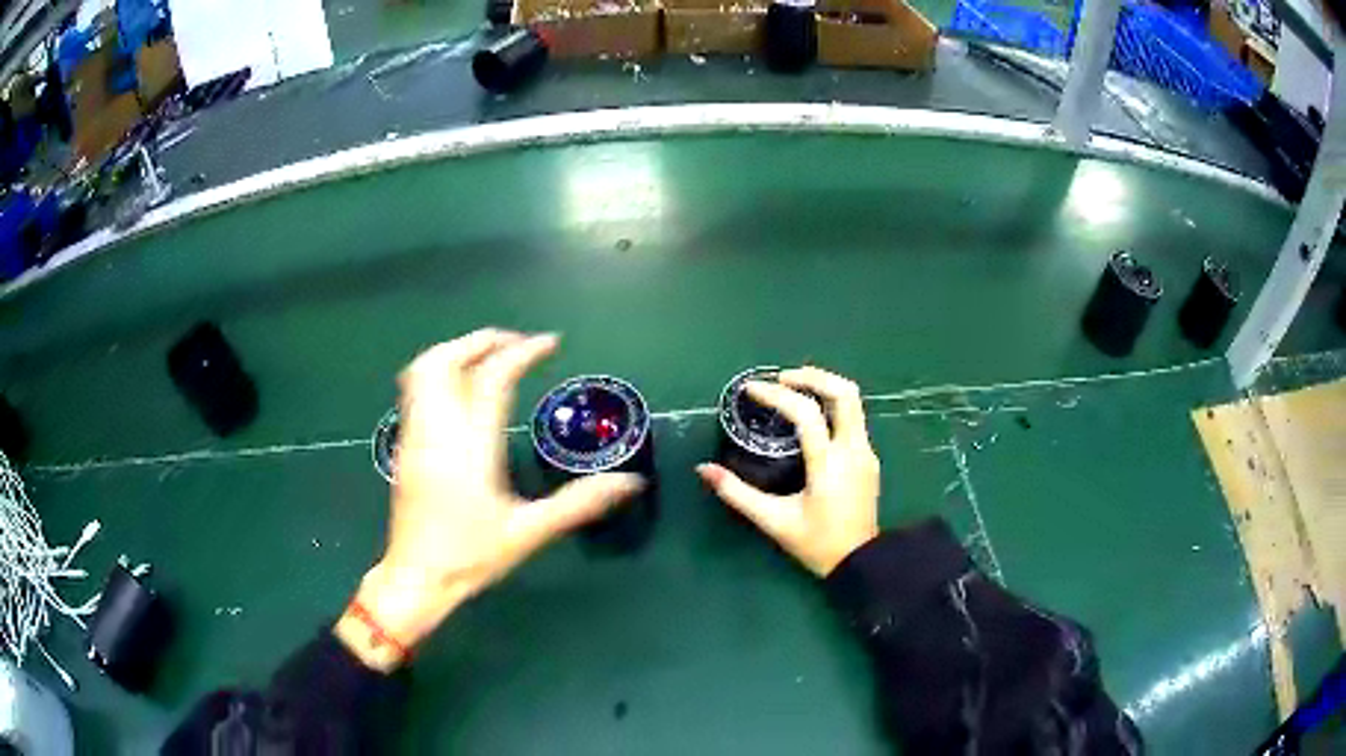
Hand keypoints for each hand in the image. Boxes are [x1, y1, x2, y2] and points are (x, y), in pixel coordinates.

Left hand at [336, 329, 644, 669]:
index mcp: (471, 448)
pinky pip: (415, 389)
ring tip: (488, 357)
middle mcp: (437, 431)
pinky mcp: (404, 445)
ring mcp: (415, 435)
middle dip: (480, 340)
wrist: (416, 577)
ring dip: (456, 351)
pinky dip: (438, 370)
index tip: (550, 343)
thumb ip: (580, 503)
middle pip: (445, 360)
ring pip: (422, 370)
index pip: (492, 379)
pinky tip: (459, 388)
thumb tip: (630, 482)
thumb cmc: (472, 556)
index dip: (522, 352)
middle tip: (515, 343)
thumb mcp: (530, 532)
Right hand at [697, 366, 879, 576]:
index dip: (776, 395)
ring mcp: (866, 452)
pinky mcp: (869, 459)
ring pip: (853, 402)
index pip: (806, 413)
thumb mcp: (773, 521)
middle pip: (844, 393)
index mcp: (828, 464)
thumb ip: (737, 493)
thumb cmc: (816, 543)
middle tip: (781, 378)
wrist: (859, 563)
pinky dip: (831, 405)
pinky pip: (854, 418)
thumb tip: (704, 469)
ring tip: (793, 390)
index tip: (751, 389)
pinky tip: (811, 417)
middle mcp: (853, 450)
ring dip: (824, 387)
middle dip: (813, 377)